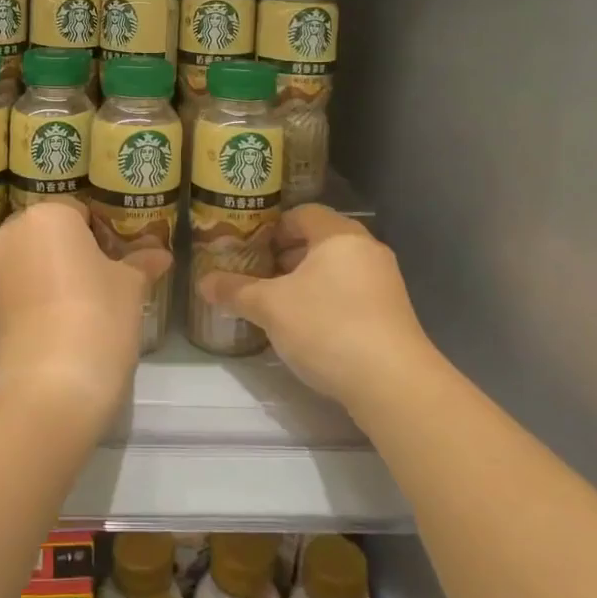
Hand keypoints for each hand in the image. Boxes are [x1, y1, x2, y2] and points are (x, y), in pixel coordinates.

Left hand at [0, 200, 173, 430]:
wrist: (46, 393)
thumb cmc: (97, 320)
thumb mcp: (131, 287)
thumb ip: (141, 262)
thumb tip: (159, 253)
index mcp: (46, 215)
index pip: (81, 211)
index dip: (106, 234)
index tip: (123, 260)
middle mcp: (10, 235)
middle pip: (52, 235)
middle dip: (78, 253)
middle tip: (108, 282)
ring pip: (34, 264)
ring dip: (57, 277)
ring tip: (89, 310)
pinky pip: (21, 293)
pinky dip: (40, 302)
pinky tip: (65, 330)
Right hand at [199, 205, 433, 410]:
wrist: (393, 383)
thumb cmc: (327, 327)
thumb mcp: (271, 308)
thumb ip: (236, 291)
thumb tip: (203, 283)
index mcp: (339, 235)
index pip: (303, 214)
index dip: (274, 228)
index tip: (251, 248)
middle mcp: (367, 250)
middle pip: (321, 240)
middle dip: (288, 256)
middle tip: (259, 275)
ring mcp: (385, 282)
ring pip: (338, 269)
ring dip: (308, 280)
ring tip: (280, 303)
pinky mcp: (393, 314)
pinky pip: (353, 293)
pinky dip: (329, 300)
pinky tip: (310, 328)